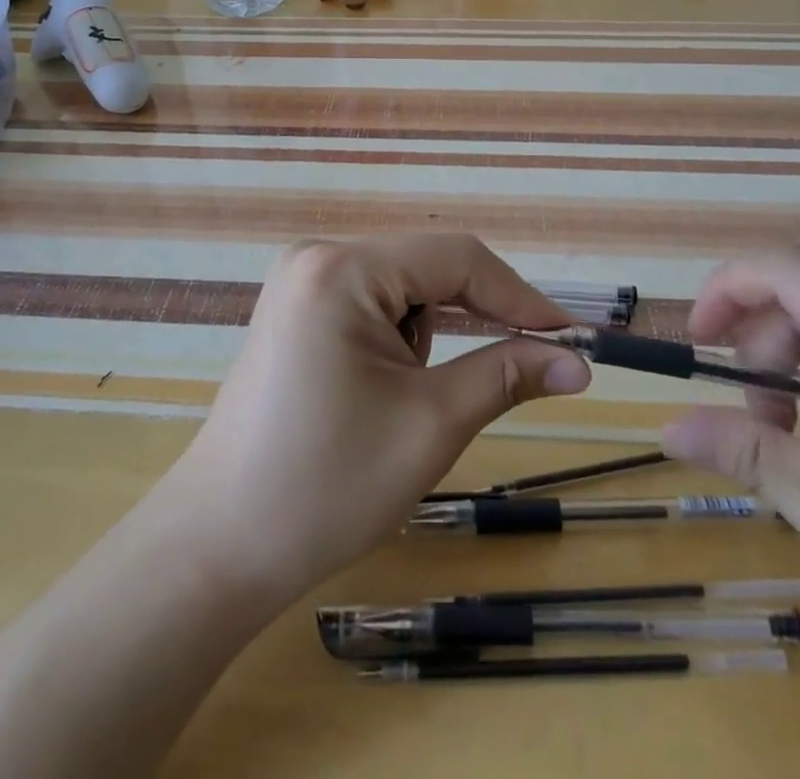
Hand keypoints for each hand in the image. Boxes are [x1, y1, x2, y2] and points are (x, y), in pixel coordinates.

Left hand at [155, 234, 590, 604]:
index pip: (455, 258)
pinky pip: (372, 301)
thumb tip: (579, 362)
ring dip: (434, 332)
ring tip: (416, 399)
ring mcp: (302, 278)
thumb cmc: (327, 486)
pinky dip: (402, 335)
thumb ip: (507, 375)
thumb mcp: (430, 425)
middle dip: (479, 316)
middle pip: (427, 266)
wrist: (220, 545)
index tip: (572, 338)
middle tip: (529, 365)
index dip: (520, 296)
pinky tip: (389, 386)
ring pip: (402, 286)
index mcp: (342, 269)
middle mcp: (318, 255)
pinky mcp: (297, 305)